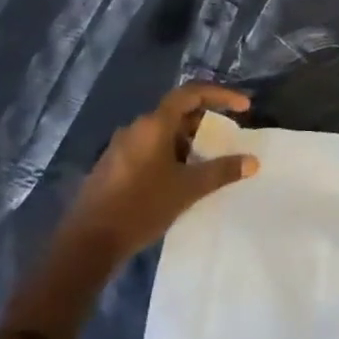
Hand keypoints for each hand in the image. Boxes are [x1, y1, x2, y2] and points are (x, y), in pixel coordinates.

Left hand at [66, 84, 258, 262]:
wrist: (86, 245)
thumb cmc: (141, 207)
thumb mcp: (187, 189)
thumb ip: (221, 171)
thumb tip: (253, 161)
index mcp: (154, 123)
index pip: (192, 93)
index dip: (221, 95)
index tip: (244, 108)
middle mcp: (137, 127)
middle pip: (178, 112)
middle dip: (206, 122)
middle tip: (226, 139)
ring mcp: (121, 147)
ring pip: (163, 133)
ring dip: (188, 142)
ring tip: (206, 164)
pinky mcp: (112, 166)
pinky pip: (149, 149)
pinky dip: (170, 155)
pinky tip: (178, 180)